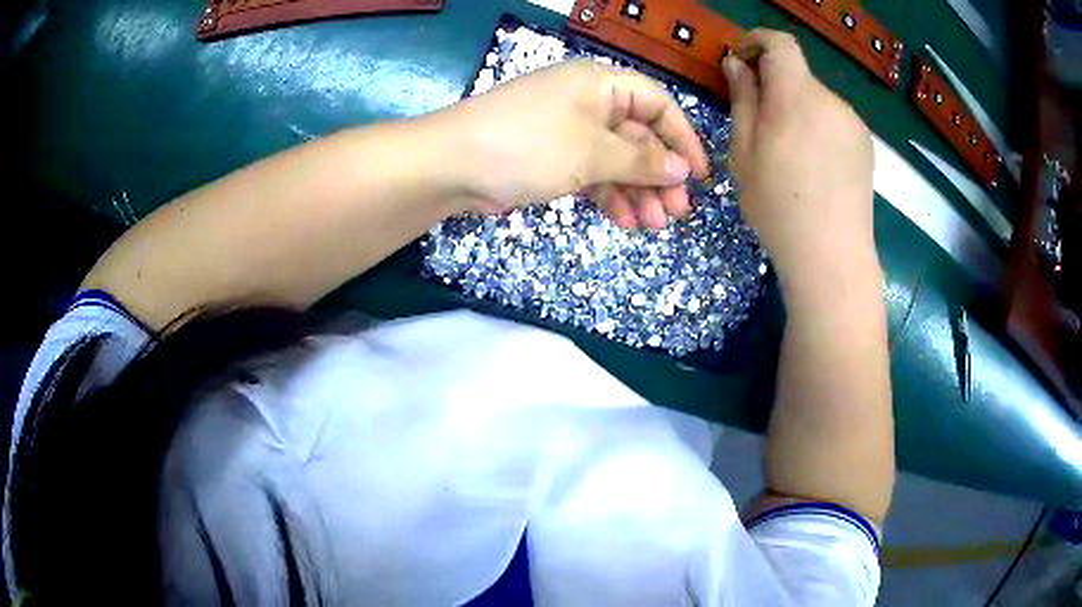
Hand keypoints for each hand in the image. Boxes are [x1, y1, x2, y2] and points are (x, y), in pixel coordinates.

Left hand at [438, 60, 709, 228]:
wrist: (452, 165)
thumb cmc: (529, 146)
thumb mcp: (593, 153)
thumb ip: (642, 162)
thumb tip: (682, 170)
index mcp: (600, 84)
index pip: (657, 104)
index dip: (682, 138)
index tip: (699, 176)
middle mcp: (588, 103)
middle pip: (637, 137)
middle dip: (659, 175)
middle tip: (677, 213)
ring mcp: (568, 131)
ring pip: (615, 160)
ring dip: (636, 192)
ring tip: (653, 226)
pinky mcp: (551, 157)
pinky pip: (591, 173)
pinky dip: (608, 195)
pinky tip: (625, 220)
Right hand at [723, 29, 876, 283]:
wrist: (831, 256)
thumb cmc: (778, 205)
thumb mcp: (744, 150)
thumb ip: (743, 98)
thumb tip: (737, 64)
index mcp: (797, 94)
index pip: (780, 42)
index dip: (756, 41)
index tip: (742, 60)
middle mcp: (831, 99)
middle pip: (798, 75)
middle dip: (774, 86)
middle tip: (758, 125)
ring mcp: (853, 123)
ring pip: (816, 101)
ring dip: (797, 111)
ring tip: (788, 155)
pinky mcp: (866, 146)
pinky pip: (835, 122)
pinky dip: (818, 129)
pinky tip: (814, 168)